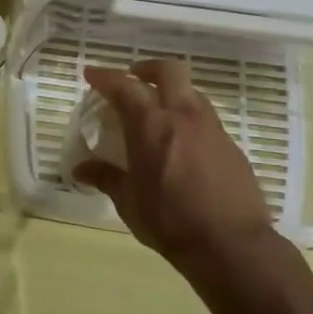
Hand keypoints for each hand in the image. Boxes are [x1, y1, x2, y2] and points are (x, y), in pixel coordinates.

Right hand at [75, 61, 287, 277]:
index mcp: (151, 125)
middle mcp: (183, 116)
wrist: (231, 245)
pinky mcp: (232, 147)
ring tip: (159, 112)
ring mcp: (212, 129)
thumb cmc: (169, 221)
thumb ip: (106, 178)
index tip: (91, 73)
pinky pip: (207, 120)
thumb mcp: (129, 201)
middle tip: (134, 79)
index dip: (105, 76)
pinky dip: (190, 121)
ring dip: (172, 93)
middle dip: (147, 69)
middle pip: (169, 70)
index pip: (124, 86)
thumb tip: (81, 170)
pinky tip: (184, 146)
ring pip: (192, 92)